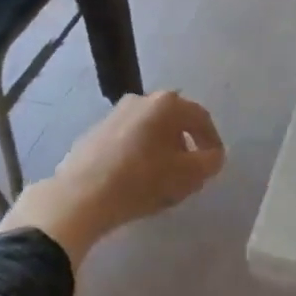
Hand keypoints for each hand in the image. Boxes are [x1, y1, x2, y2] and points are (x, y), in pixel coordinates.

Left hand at [0, 91, 225, 268]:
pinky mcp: (95, 132)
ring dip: (162, 150)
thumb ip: (209, 162)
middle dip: (186, 145)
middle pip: (174, 121)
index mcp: (166, 104)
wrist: (80, 195)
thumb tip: (213, 156)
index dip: (212, 141)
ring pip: (150, 130)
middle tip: (191, 171)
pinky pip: (129, 139)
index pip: (201, 118)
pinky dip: (140, 154)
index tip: (215, 163)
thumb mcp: (187, 176)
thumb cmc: (141, 181)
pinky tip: (136, 178)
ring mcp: (115, 114)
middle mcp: (141, 100)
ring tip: (163, 178)